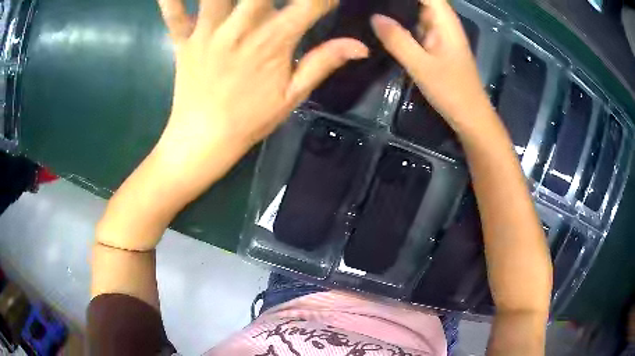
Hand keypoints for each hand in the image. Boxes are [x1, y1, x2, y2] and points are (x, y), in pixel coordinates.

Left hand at [154, 0, 368, 196]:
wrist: (203, 140)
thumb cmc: (250, 119)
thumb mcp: (293, 95)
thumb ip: (324, 63)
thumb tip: (360, 46)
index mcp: (273, 43)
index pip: (309, 4)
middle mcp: (240, 30)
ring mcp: (207, 33)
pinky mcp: (182, 40)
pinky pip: (174, 14)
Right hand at [371, 0, 492, 131]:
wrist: (470, 116)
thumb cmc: (451, 91)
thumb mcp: (421, 66)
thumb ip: (398, 40)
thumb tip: (374, 17)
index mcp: (445, 20)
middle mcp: (442, 22)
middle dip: (397, 0)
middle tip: (369, 2)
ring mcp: (439, 33)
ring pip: (416, 10)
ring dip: (397, 7)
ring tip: (372, 7)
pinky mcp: (435, 44)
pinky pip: (415, 25)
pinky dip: (401, 22)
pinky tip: (384, 24)